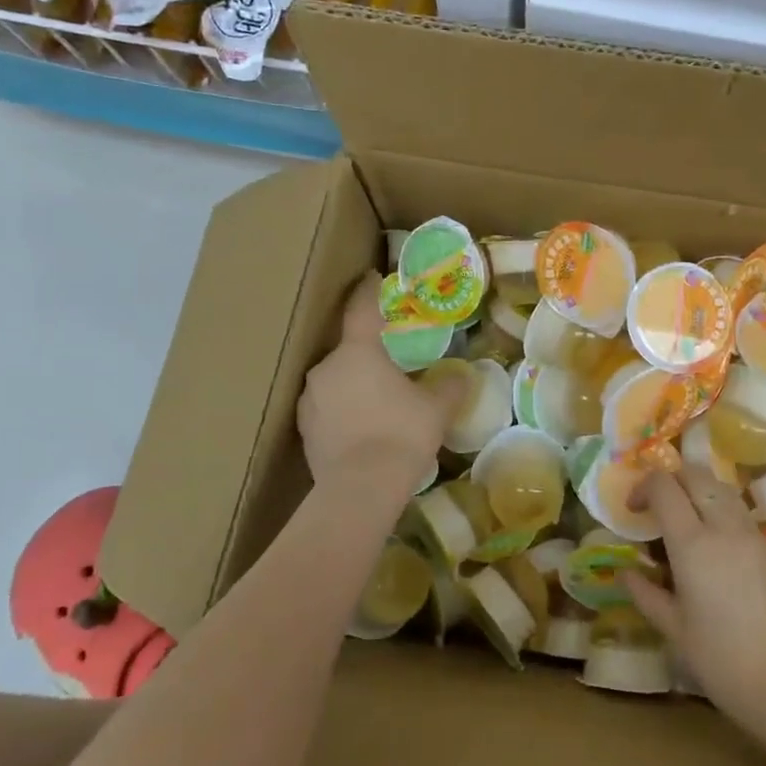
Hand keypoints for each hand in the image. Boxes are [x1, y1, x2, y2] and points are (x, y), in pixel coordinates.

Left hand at [297, 279, 461, 494]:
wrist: (360, 489)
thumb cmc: (402, 434)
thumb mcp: (436, 408)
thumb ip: (450, 386)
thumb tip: (462, 375)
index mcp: (358, 351)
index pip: (361, 308)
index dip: (368, 290)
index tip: (372, 275)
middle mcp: (326, 368)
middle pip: (348, 349)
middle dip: (367, 353)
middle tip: (391, 363)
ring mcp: (310, 399)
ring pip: (335, 380)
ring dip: (354, 384)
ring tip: (378, 402)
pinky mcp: (303, 430)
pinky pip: (327, 408)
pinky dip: (343, 411)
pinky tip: (362, 429)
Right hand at [626, 469, 765, 733]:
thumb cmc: (725, 663)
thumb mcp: (675, 632)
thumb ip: (647, 595)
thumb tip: (627, 572)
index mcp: (692, 544)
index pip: (664, 486)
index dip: (643, 487)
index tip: (633, 510)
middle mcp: (724, 527)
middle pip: (696, 474)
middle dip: (671, 480)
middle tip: (658, 508)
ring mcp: (754, 535)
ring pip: (722, 489)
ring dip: (698, 493)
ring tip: (687, 525)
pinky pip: (741, 514)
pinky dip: (721, 514)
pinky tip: (717, 551)